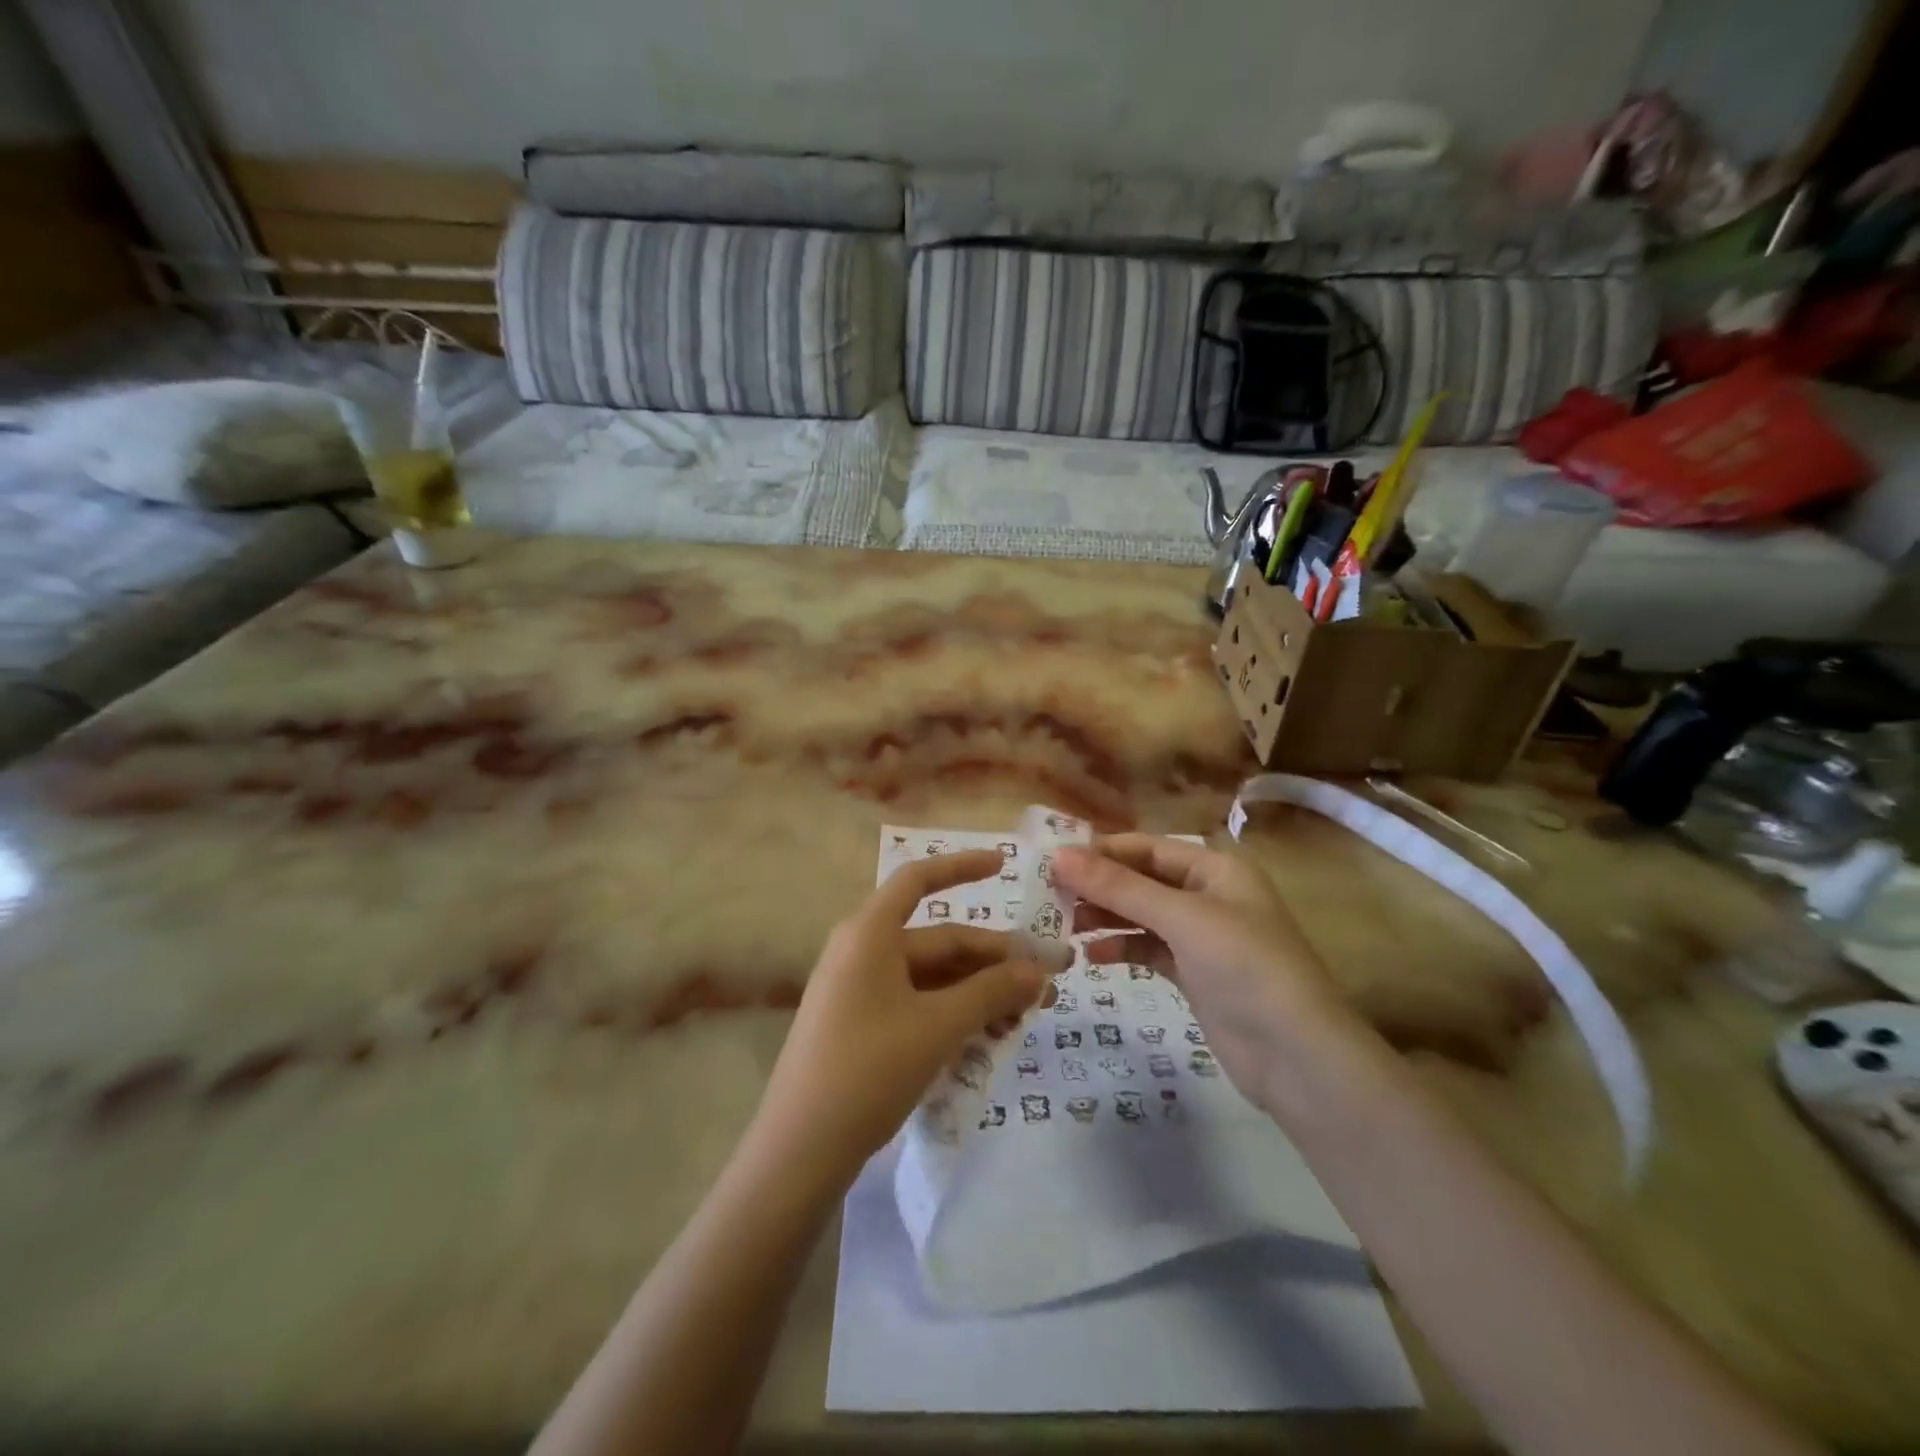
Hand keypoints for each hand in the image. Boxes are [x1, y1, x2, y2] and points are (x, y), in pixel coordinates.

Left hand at [752, 851, 1049, 1184]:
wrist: (799, 1152)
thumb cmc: (868, 1069)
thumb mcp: (938, 1027)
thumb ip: (991, 992)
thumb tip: (1040, 970)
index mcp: (871, 934)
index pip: (919, 880)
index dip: (962, 867)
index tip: (1004, 865)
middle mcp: (863, 951)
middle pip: (939, 941)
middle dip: (994, 960)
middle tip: (1047, 982)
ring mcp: (861, 991)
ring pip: (933, 978)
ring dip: (979, 993)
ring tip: (1025, 1019)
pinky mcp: (862, 1026)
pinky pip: (917, 1005)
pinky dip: (954, 1015)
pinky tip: (989, 1038)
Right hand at [1053, 837, 1350, 1114]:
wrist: (1296, 1057)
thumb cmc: (1244, 967)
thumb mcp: (1181, 918)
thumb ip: (1119, 887)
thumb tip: (1059, 856)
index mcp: (1215, 868)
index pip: (1147, 848)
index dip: (1101, 852)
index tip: (1053, 862)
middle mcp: (1208, 894)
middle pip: (1141, 880)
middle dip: (1099, 886)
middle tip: (1050, 896)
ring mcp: (1201, 936)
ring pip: (1141, 915)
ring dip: (1105, 917)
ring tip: (1064, 925)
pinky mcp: (1194, 973)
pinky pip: (1147, 948)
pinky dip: (1120, 948)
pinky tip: (1089, 956)